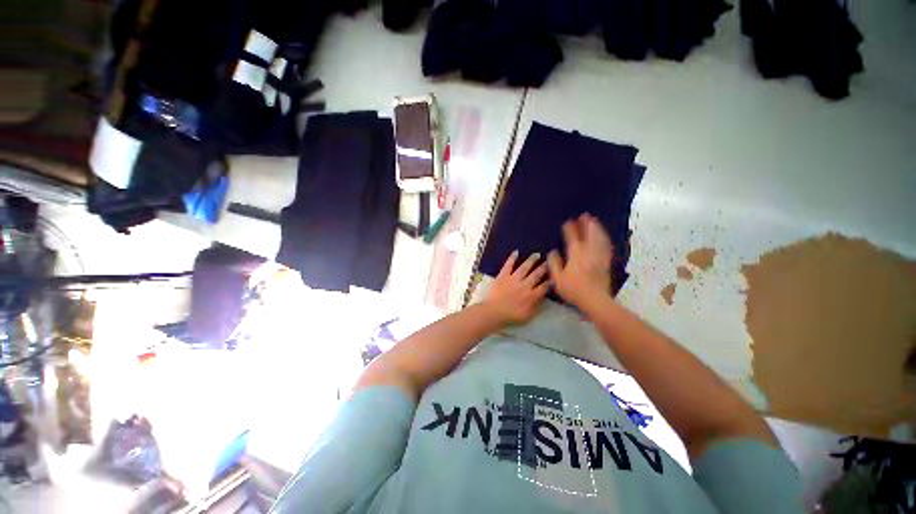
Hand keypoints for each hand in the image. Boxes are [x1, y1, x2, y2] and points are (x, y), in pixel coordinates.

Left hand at [484, 251, 549, 325]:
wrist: (493, 312)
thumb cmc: (511, 317)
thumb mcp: (528, 316)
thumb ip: (537, 306)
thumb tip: (543, 297)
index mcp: (532, 296)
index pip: (544, 286)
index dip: (550, 281)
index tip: (553, 276)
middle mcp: (525, 285)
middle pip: (536, 274)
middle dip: (543, 267)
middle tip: (548, 261)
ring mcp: (513, 279)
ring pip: (525, 267)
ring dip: (531, 260)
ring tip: (537, 254)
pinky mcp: (503, 275)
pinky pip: (508, 265)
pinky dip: (512, 258)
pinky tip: (516, 252)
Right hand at [547, 214, 612, 308]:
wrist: (595, 299)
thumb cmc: (573, 289)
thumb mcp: (557, 278)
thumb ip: (554, 264)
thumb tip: (552, 252)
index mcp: (575, 255)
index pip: (573, 238)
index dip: (570, 229)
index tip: (568, 221)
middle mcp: (588, 253)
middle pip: (589, 235)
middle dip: (586, 225)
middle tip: (585, 215)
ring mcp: (598, 257)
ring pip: (599, 239)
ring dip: (597, 229)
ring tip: (595, 221)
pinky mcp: (606, 262)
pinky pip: (606, 247)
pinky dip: (604, 239)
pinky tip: (604, 236)